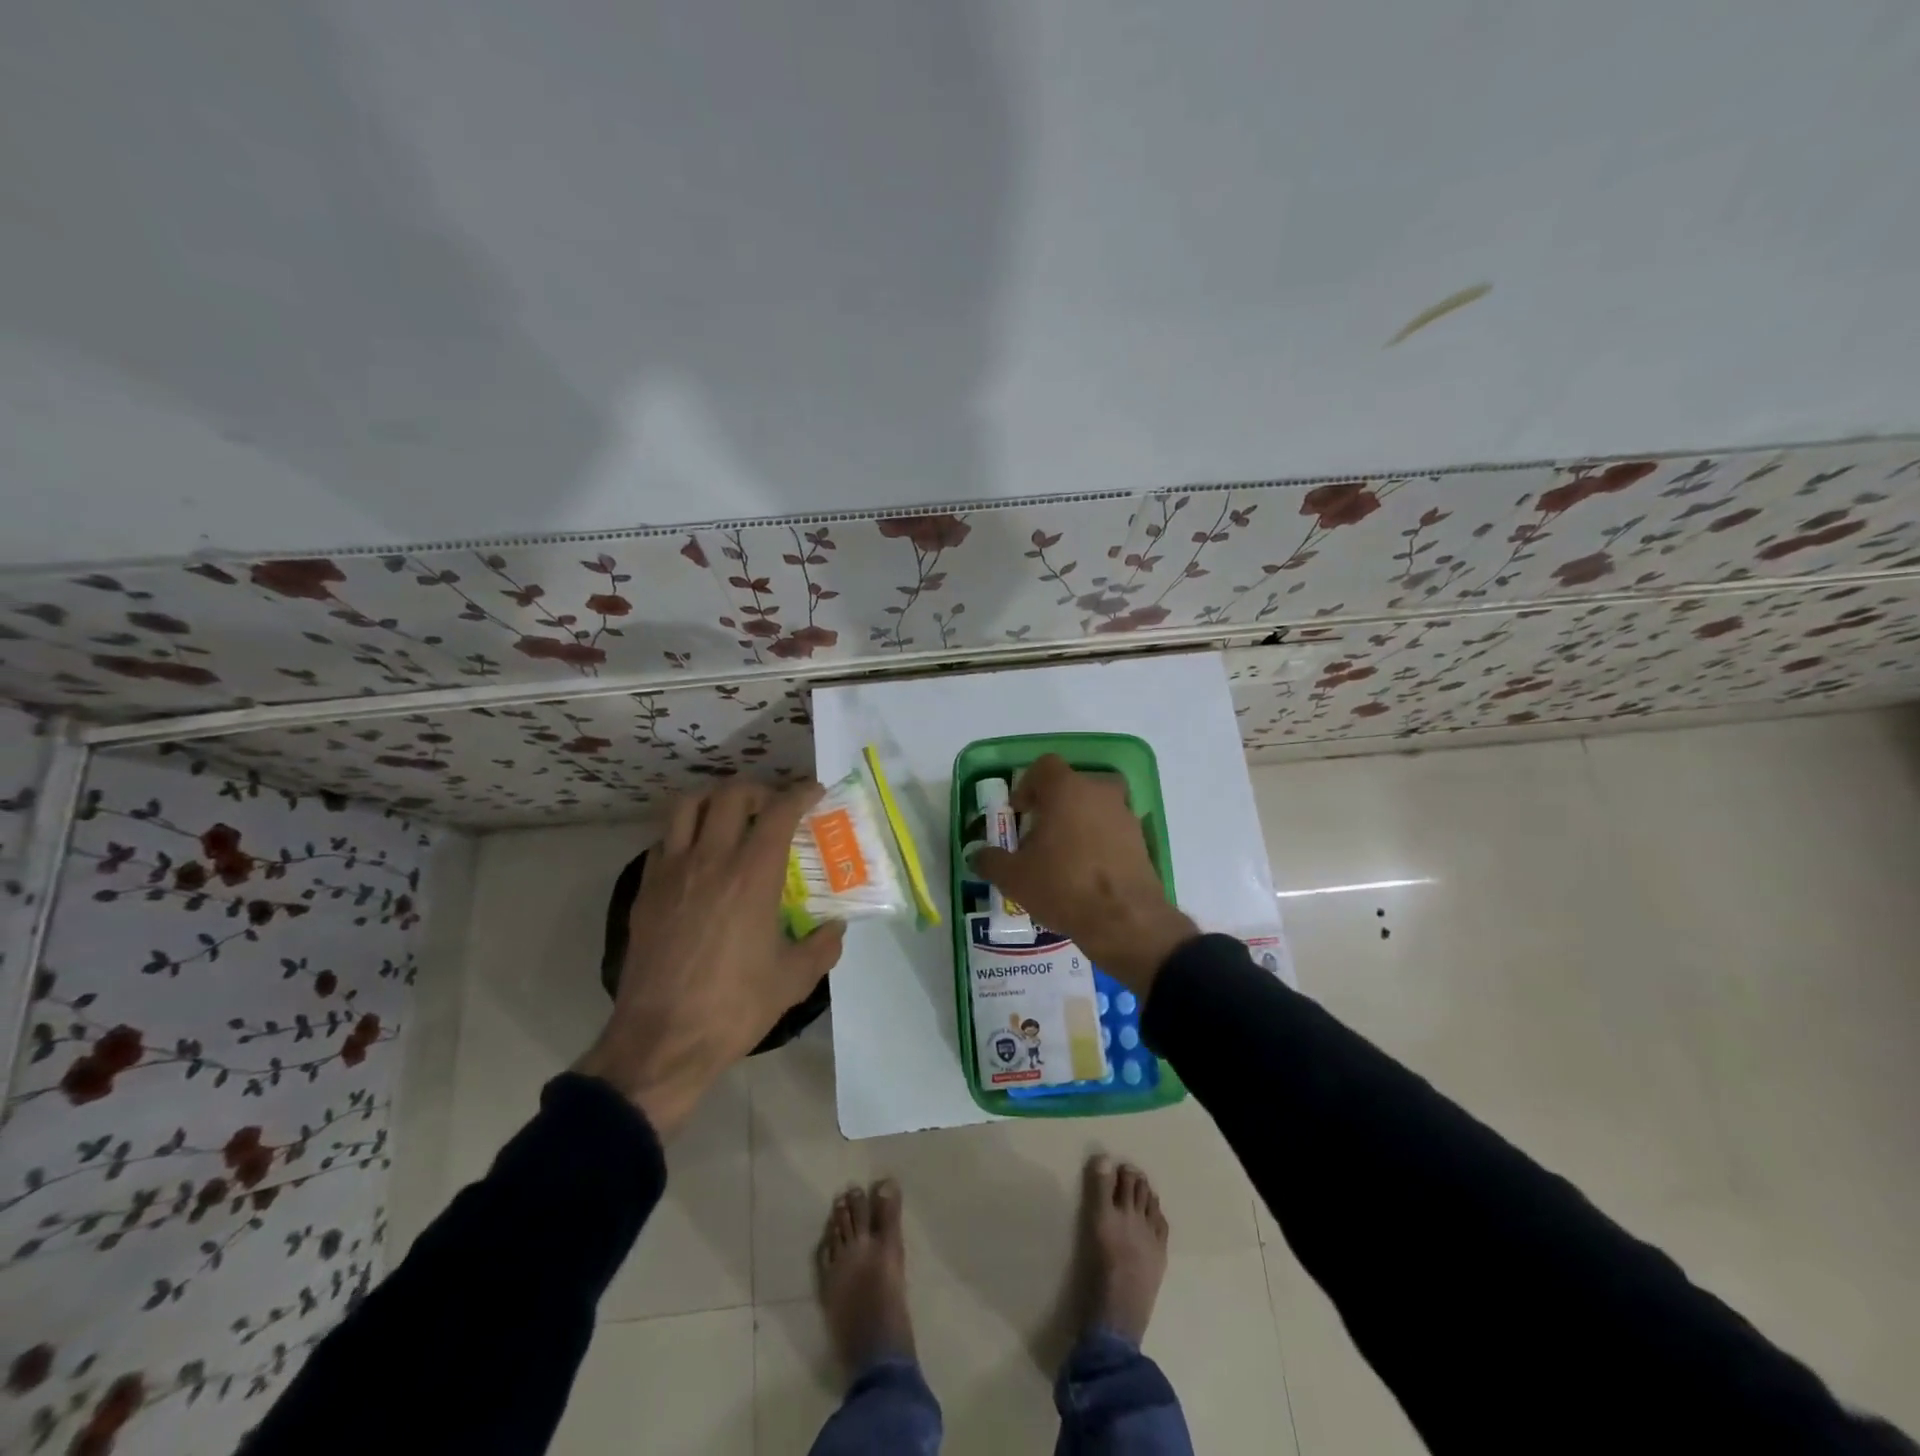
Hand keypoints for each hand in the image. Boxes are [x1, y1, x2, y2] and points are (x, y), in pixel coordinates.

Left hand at [575, 780, 845, 1135]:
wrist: (661, 1041)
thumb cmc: (733, 1008)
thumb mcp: (794, 980)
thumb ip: (822, 946)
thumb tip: (835, 927)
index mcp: (752, 876)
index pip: (778, 812)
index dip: (800, 793)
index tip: (814, 792)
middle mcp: (710, 860)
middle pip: (730, 795)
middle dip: (758, 790)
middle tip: (773, 806)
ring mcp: (671, 872)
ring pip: (687, 806)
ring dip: (714, 800)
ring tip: (731, 816)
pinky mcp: (645, 891)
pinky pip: (664, 840)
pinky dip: (685, 834)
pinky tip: (698, 857)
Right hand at [969, 755, 1195, 998]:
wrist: (1125, 920)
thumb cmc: (1063, 886)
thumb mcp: (1014, 877)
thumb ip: (991, 861)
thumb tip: (977, 855)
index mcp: (1066, 789)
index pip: (1045, 766)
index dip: (1027, 785)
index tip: (1019, 812)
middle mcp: (1099, 792)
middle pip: (1073, 785)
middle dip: (1054, 804)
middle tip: (1039, 834)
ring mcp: (1125, 815)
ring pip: (1096, 807)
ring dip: (1079, 822)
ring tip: (1063, 856)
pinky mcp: (1141, 841)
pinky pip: (1113, 830)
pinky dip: (1100, 842)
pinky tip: (1087, 873)